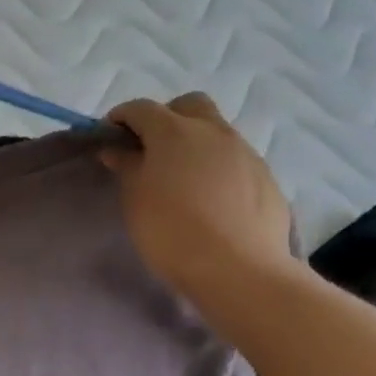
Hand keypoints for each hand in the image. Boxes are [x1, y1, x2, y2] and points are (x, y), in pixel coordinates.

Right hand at [101, 94, 294, 303]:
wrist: (239, 270)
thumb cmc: (172, 231)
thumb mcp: (135, 199)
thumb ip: (127, 166)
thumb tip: (118, 149)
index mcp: (174, 131)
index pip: (141, 108)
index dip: (121, 117)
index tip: (109, 137)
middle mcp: (213, 131)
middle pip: (188, 105)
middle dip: (166, 117)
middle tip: (151, 149)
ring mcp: (245, 152)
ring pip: (216, 132)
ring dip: (195, 144)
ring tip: (182, 179)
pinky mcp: (266, 177)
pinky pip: (235, 160)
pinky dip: (218, 168)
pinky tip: (211, 200)